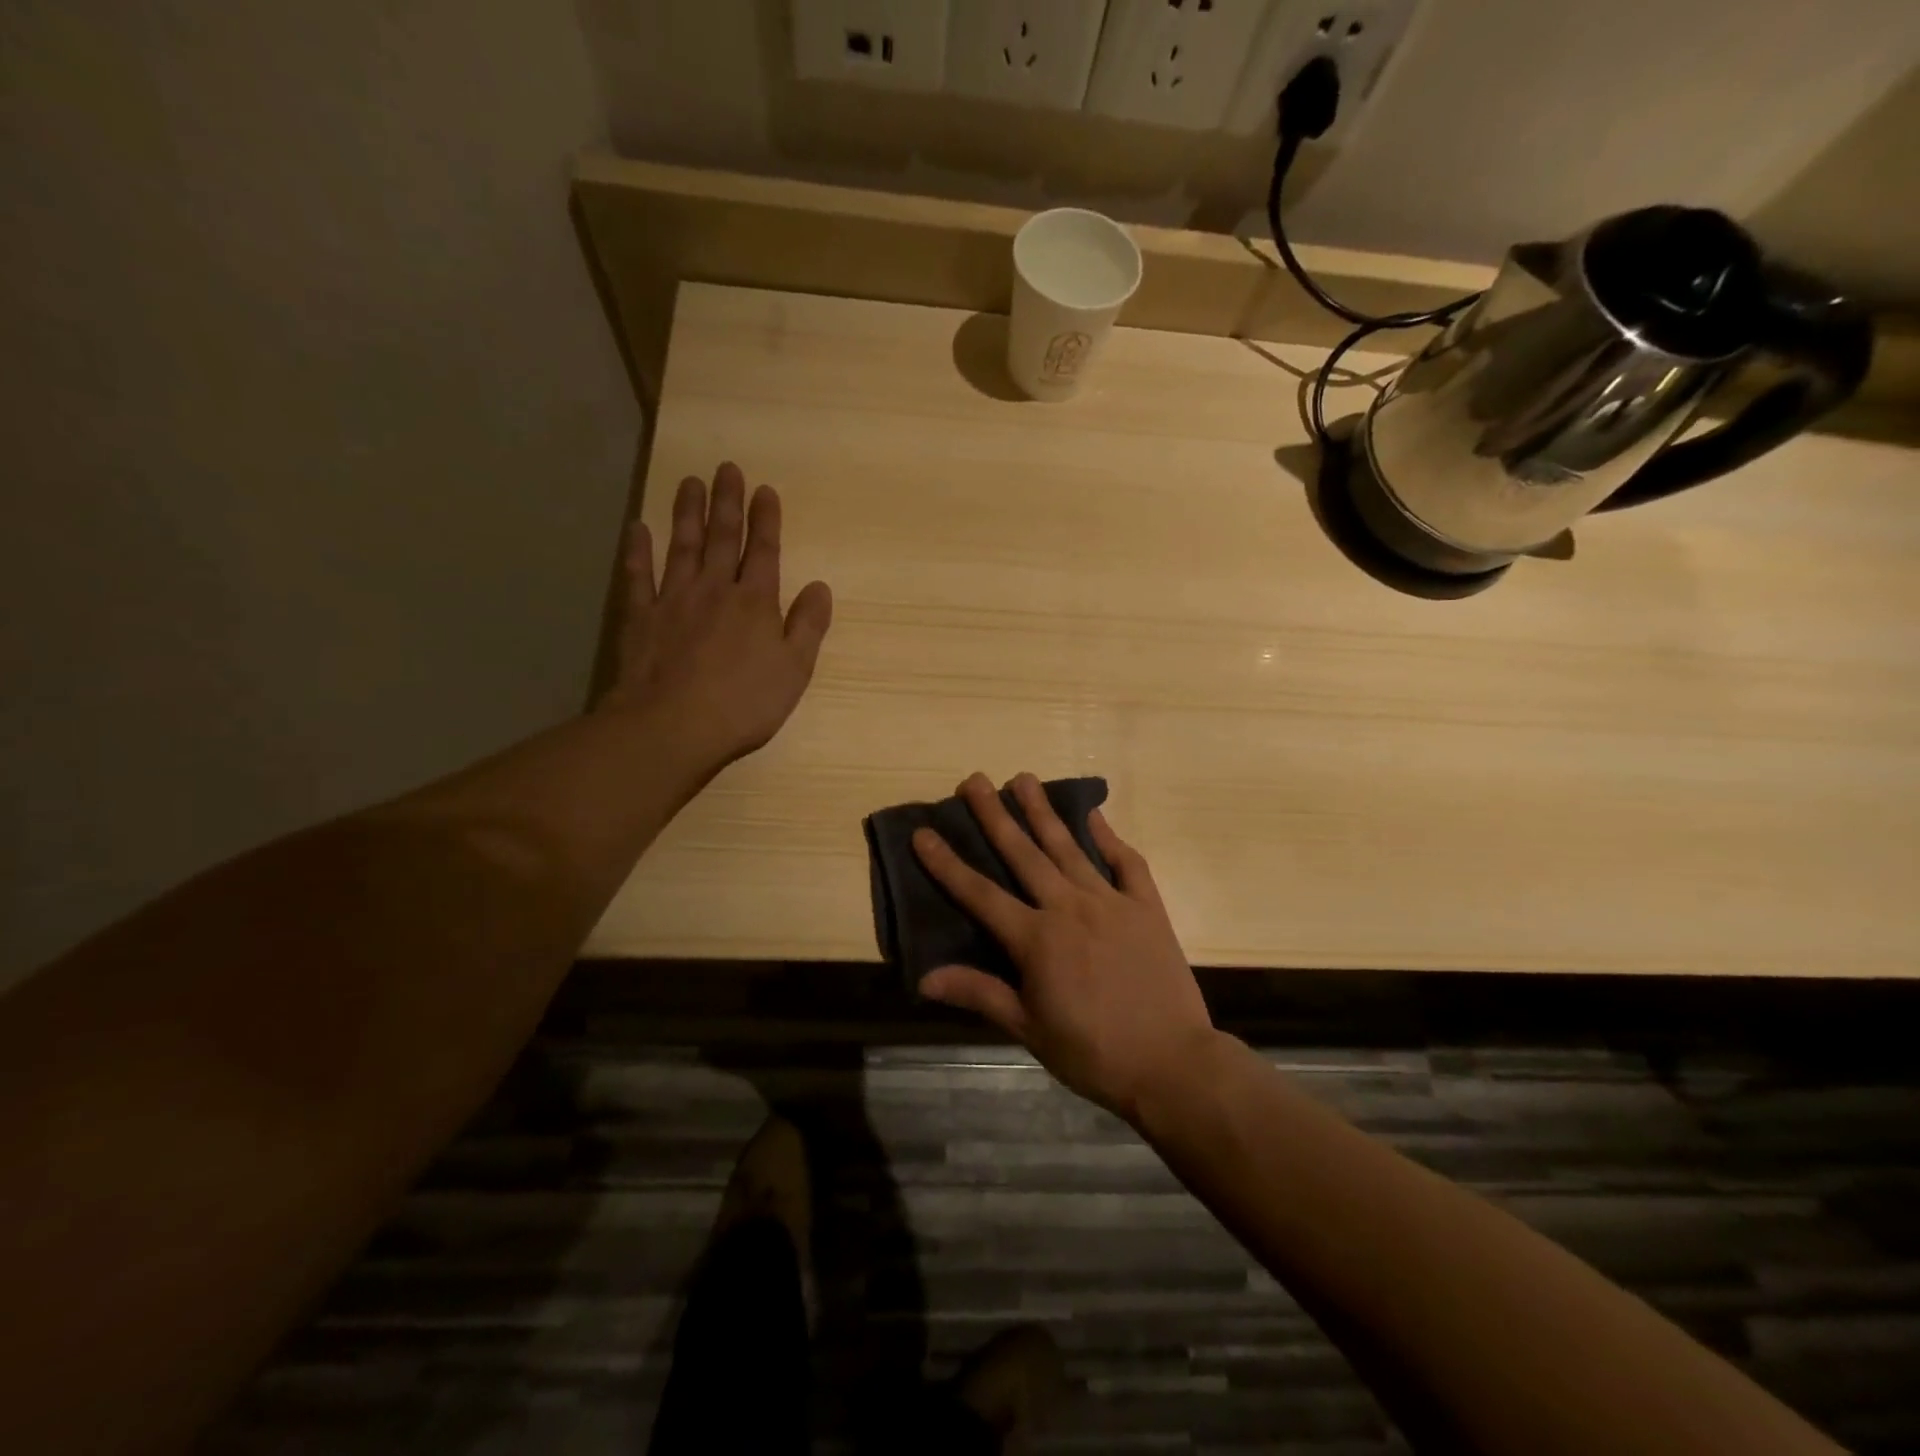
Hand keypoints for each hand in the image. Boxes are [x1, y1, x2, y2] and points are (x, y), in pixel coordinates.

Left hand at [605, 463, 832, 768]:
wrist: (673, 725)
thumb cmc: (744, 703)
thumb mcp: (794, 670)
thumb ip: (808, 626)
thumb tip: (820, 586)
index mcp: (755, 602)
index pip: (764, 551)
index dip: (766, 520)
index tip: (764, 489)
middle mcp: (715, 590)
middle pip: (723, 538)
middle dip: (727, 502)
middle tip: (727, 468)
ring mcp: (673, 600)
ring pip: (682, 546)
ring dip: (686, 512)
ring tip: (689, 481)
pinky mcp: (640, 617)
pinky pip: (638, 576)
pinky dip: (637, 551)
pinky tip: (637, 528)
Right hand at [912, 772, 1216, 1123]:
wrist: (1172, 1064)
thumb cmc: (1093, 1053)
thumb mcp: (1029, 1028)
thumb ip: (980, 993)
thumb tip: (924, 977)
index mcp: (1036, 939)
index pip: (980, 894)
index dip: (947, 864)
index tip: (923, 832)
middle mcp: (1069, 908)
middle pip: (1023, 854)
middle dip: (995, 815)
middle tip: (975, 780)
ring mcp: (1110, 902)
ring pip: (1069, 847)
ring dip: (1043, 811)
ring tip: (1024, 778)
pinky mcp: (1146, 906)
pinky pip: (1126, 862)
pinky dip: (1108, 836)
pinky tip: (1094, 814)